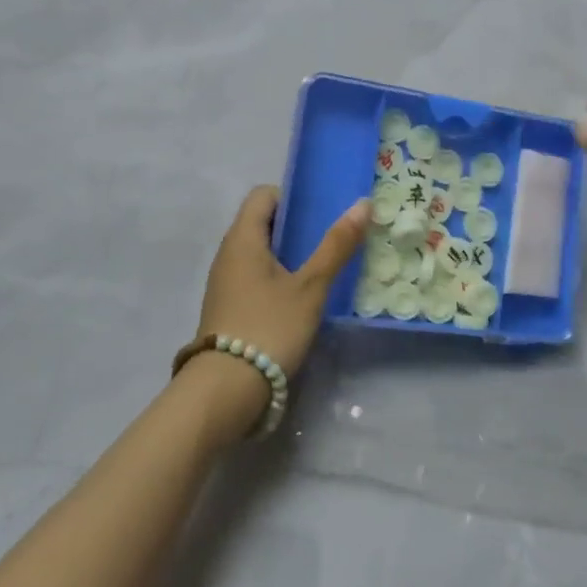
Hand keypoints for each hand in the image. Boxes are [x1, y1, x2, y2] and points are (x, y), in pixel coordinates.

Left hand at [185, 187, 370, 432]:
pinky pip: (254, 278)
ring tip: (322, 269)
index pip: (263, 195)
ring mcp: (224, 284)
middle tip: (331, 240)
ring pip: (259, 253)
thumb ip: (336, 245)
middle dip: (296, 228)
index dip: (292, 196)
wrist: (224, 391)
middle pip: (262, 223)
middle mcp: (228, 254)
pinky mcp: (227, 309)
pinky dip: (277, 279)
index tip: (321, 213)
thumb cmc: (269, 327)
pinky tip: (300, 299)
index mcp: (242, 238)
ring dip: (288, 255)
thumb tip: (362, 203)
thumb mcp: (311, 287)